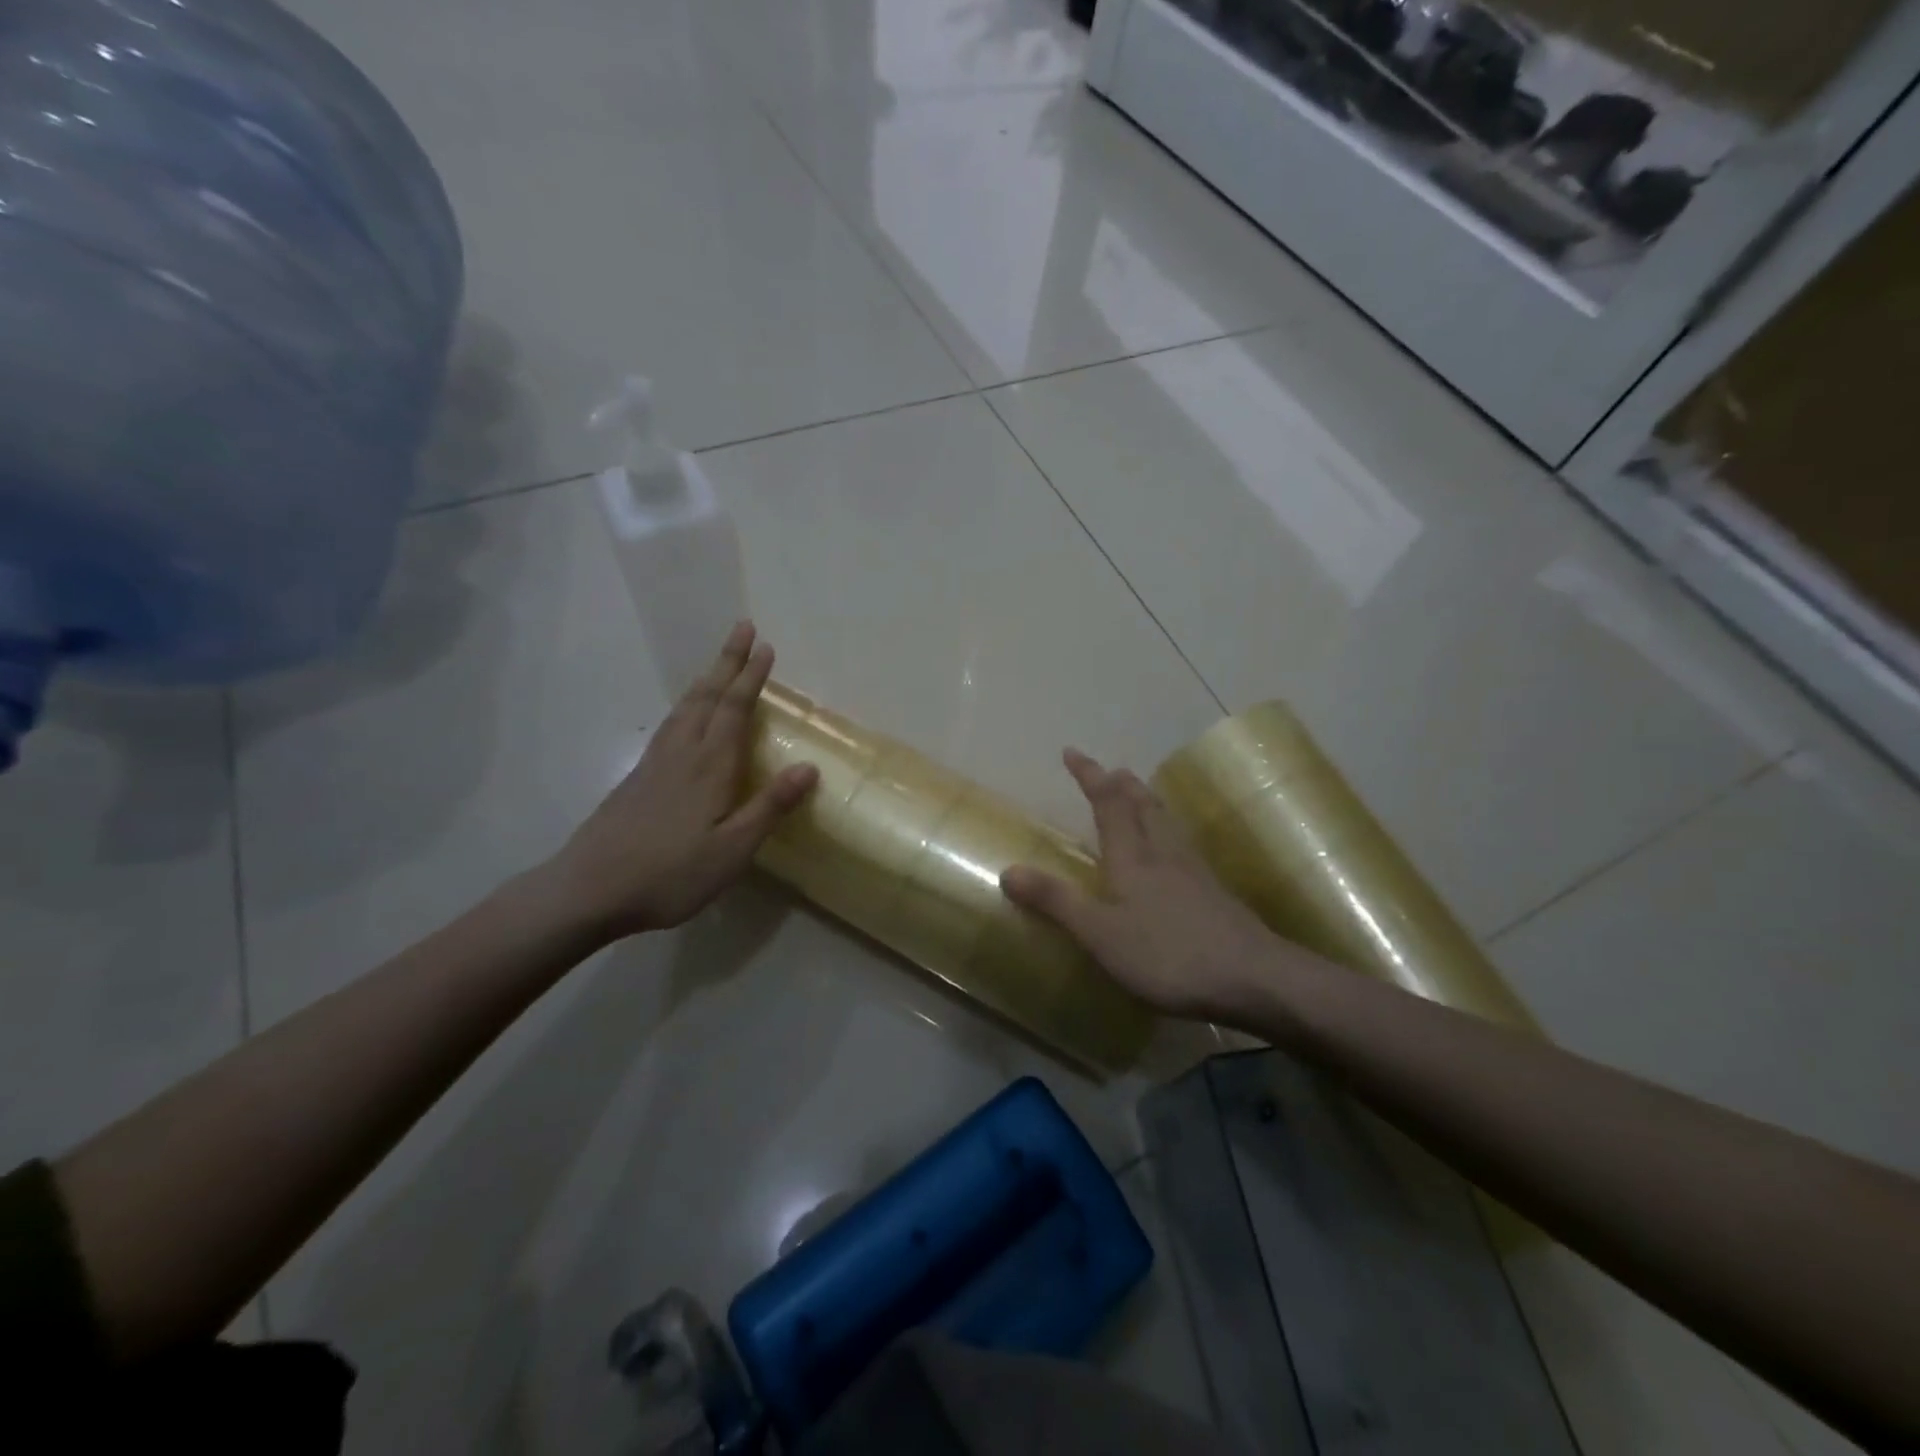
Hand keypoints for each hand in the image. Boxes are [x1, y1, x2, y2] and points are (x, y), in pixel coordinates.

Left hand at [545, 622, 817, 940]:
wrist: (588, 889)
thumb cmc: (670, 873)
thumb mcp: (733, 849)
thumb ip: (770, 807)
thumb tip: (809, 766)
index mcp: (710, 766)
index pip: (735, 709)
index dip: (751, 677)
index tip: (765, 646)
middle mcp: (682, 753)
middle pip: (707, 696)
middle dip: (727, 661)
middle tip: (742, 628)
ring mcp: (655, 763)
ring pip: (685, 707)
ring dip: (706, 679)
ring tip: (718, 664)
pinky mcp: (637, 778)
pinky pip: (670, 724)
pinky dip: (686, 705)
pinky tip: (685, 715)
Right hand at [1001, 748, 1284, 1021]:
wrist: (1253, 977)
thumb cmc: (1168, 954)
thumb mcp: (1100, 934)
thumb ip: (1056, 902)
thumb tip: (1008, 869)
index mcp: (1132, 857)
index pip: (1108, 803)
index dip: (1089, 775)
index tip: (1072, 752)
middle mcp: (1164, 853)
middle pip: (1144, 805)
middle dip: (1123, 784)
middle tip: (1111, 771)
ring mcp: (1194, 871)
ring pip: (1167, 822)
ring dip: (1149, 801)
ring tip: (1140, 796)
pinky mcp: (1214, 893)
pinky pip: (1184, 845)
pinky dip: (1169, 831)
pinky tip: (1175, 851)